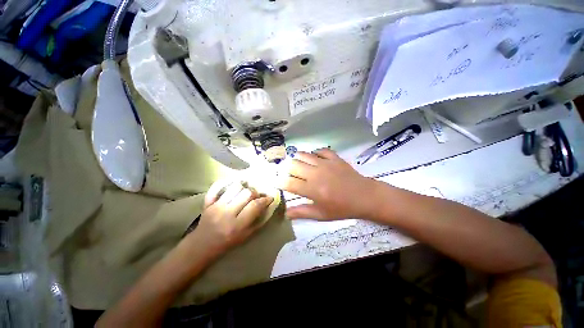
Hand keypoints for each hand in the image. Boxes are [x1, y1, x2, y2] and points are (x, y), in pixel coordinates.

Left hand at [189, 181, 273, 255]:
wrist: (202, 246)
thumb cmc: (227, 243)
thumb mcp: (246, 236)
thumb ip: (258, 221)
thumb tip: (269, 205)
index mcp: (237, 225)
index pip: (255, 206)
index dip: (265, 200)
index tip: (269, 198)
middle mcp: (226, 213)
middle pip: (247, 193)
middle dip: (255, 193)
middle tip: (256, 197)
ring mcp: (216, 206)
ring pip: (235, 187)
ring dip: (243, 188)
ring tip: (245, 193)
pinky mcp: (208, 201)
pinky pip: (217, 186)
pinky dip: (226, 182)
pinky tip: (233, 186)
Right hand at [279, 149, 378, 219]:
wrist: (364, 196)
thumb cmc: (342, 208)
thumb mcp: (321, 214)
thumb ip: (302, 212)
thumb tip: (286, 213)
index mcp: (312, 189)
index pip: (289, 183)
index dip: (280, 182)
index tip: (277, 182)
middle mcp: (315, 173)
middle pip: (293, 165)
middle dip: (287, 169)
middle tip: (289, 174)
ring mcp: (325, 163)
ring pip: (304, 154)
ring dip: (298, 159)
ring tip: (299, 165)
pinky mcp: (334, 157)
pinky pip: (320, 150)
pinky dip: (314, 153)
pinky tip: (315, 159)